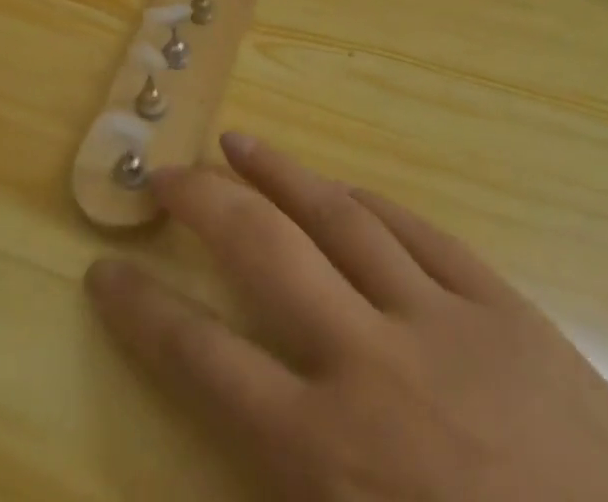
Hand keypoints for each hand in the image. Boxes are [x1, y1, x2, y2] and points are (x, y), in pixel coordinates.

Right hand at [86, 135, 607, 501]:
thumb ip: (286, 496)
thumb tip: (236, 458)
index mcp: (328, 456)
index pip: (204, 360)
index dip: (144, 312)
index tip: (105, 270)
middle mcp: (371, 363)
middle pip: (264, 253)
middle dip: (204, 205)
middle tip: (164, 171)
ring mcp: (442, 320)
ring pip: (340, 218)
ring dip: (282, 176)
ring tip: (240, 142)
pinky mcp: (502, 305)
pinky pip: (419, 234)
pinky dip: (371, 204)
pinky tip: (346, 188)